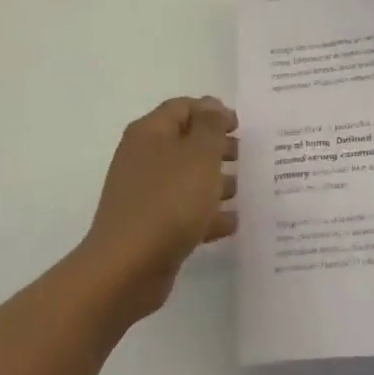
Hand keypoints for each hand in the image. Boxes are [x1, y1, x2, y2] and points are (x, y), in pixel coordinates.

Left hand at [82, 96, 237, 320]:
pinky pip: (183, 212)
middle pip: (185, 142)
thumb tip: (212, 106)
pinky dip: (206, 214)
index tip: (241, 127)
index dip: (213, 111)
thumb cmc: (168, 202)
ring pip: (187, 178)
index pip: (183, 107)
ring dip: (215, 181)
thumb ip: (211, 126)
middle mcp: (143, 158)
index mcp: (150, 133)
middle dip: (217, 147)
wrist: (127, 268)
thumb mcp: (199, 155)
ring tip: (244, 189)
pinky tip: (231, 223)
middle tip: (246, 157)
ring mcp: (145, 194)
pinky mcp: (150, 226)